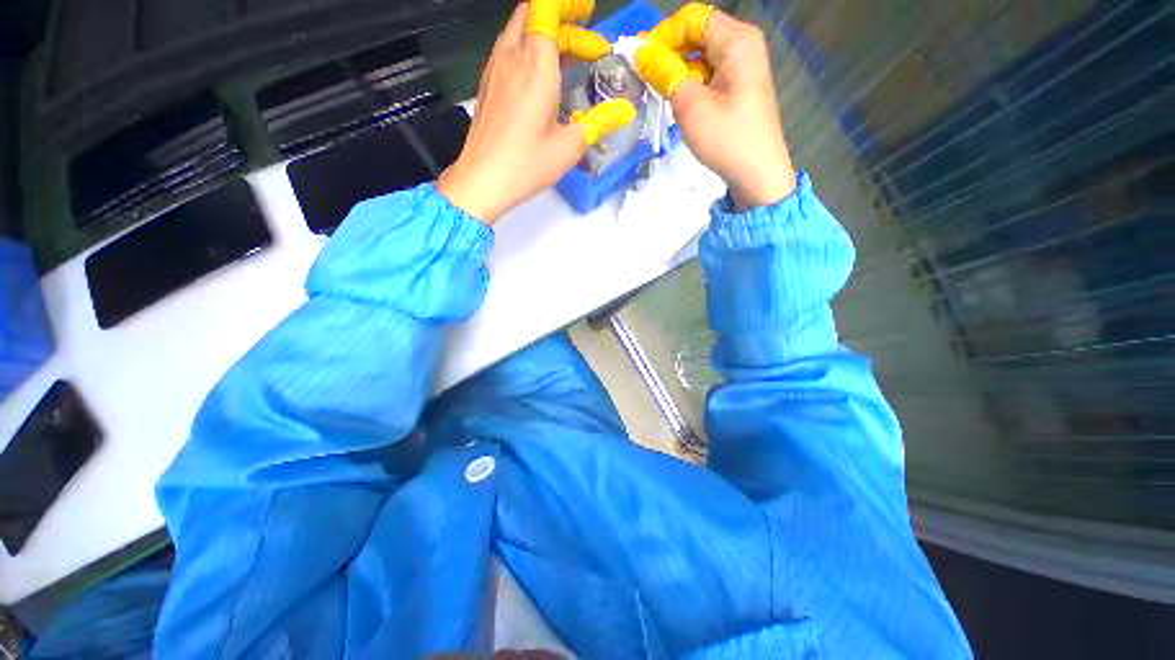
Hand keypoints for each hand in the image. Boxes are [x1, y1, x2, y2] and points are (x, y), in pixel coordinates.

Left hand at [437, 2, 630, 224]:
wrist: (481, 181)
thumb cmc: (526, 164)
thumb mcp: (569, 147)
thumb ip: (600, 122)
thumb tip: (625, 111)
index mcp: (535, 65)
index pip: (548, 8)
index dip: (569, 5)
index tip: (589, 13)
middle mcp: (511, 56)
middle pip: (535, 15)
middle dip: (565, 21)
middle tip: (588, 44)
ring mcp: (495, 68)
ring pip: (520, 31)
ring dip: (547, 36)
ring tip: (570, 59)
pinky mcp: (487, 84)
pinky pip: (510, 50)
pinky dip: (530, 51)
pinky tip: (543, 79)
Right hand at [642, 5, 795, 209]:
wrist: (757, 175)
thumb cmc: (726, 139)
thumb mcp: (691, 105)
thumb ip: (665, 73)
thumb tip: (641, 52)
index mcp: (737, 40)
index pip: (692, 18)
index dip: (664, 36)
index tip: (642, 62)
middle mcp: (743, 45)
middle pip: (697, 35)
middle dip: (669, 54)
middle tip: (647, 81)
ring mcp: (743, 68)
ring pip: (701, 57)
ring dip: (678, 73)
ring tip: (662, 97)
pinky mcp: (738, 89)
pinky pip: (709, 75)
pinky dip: (691, 86)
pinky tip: (680, 106)